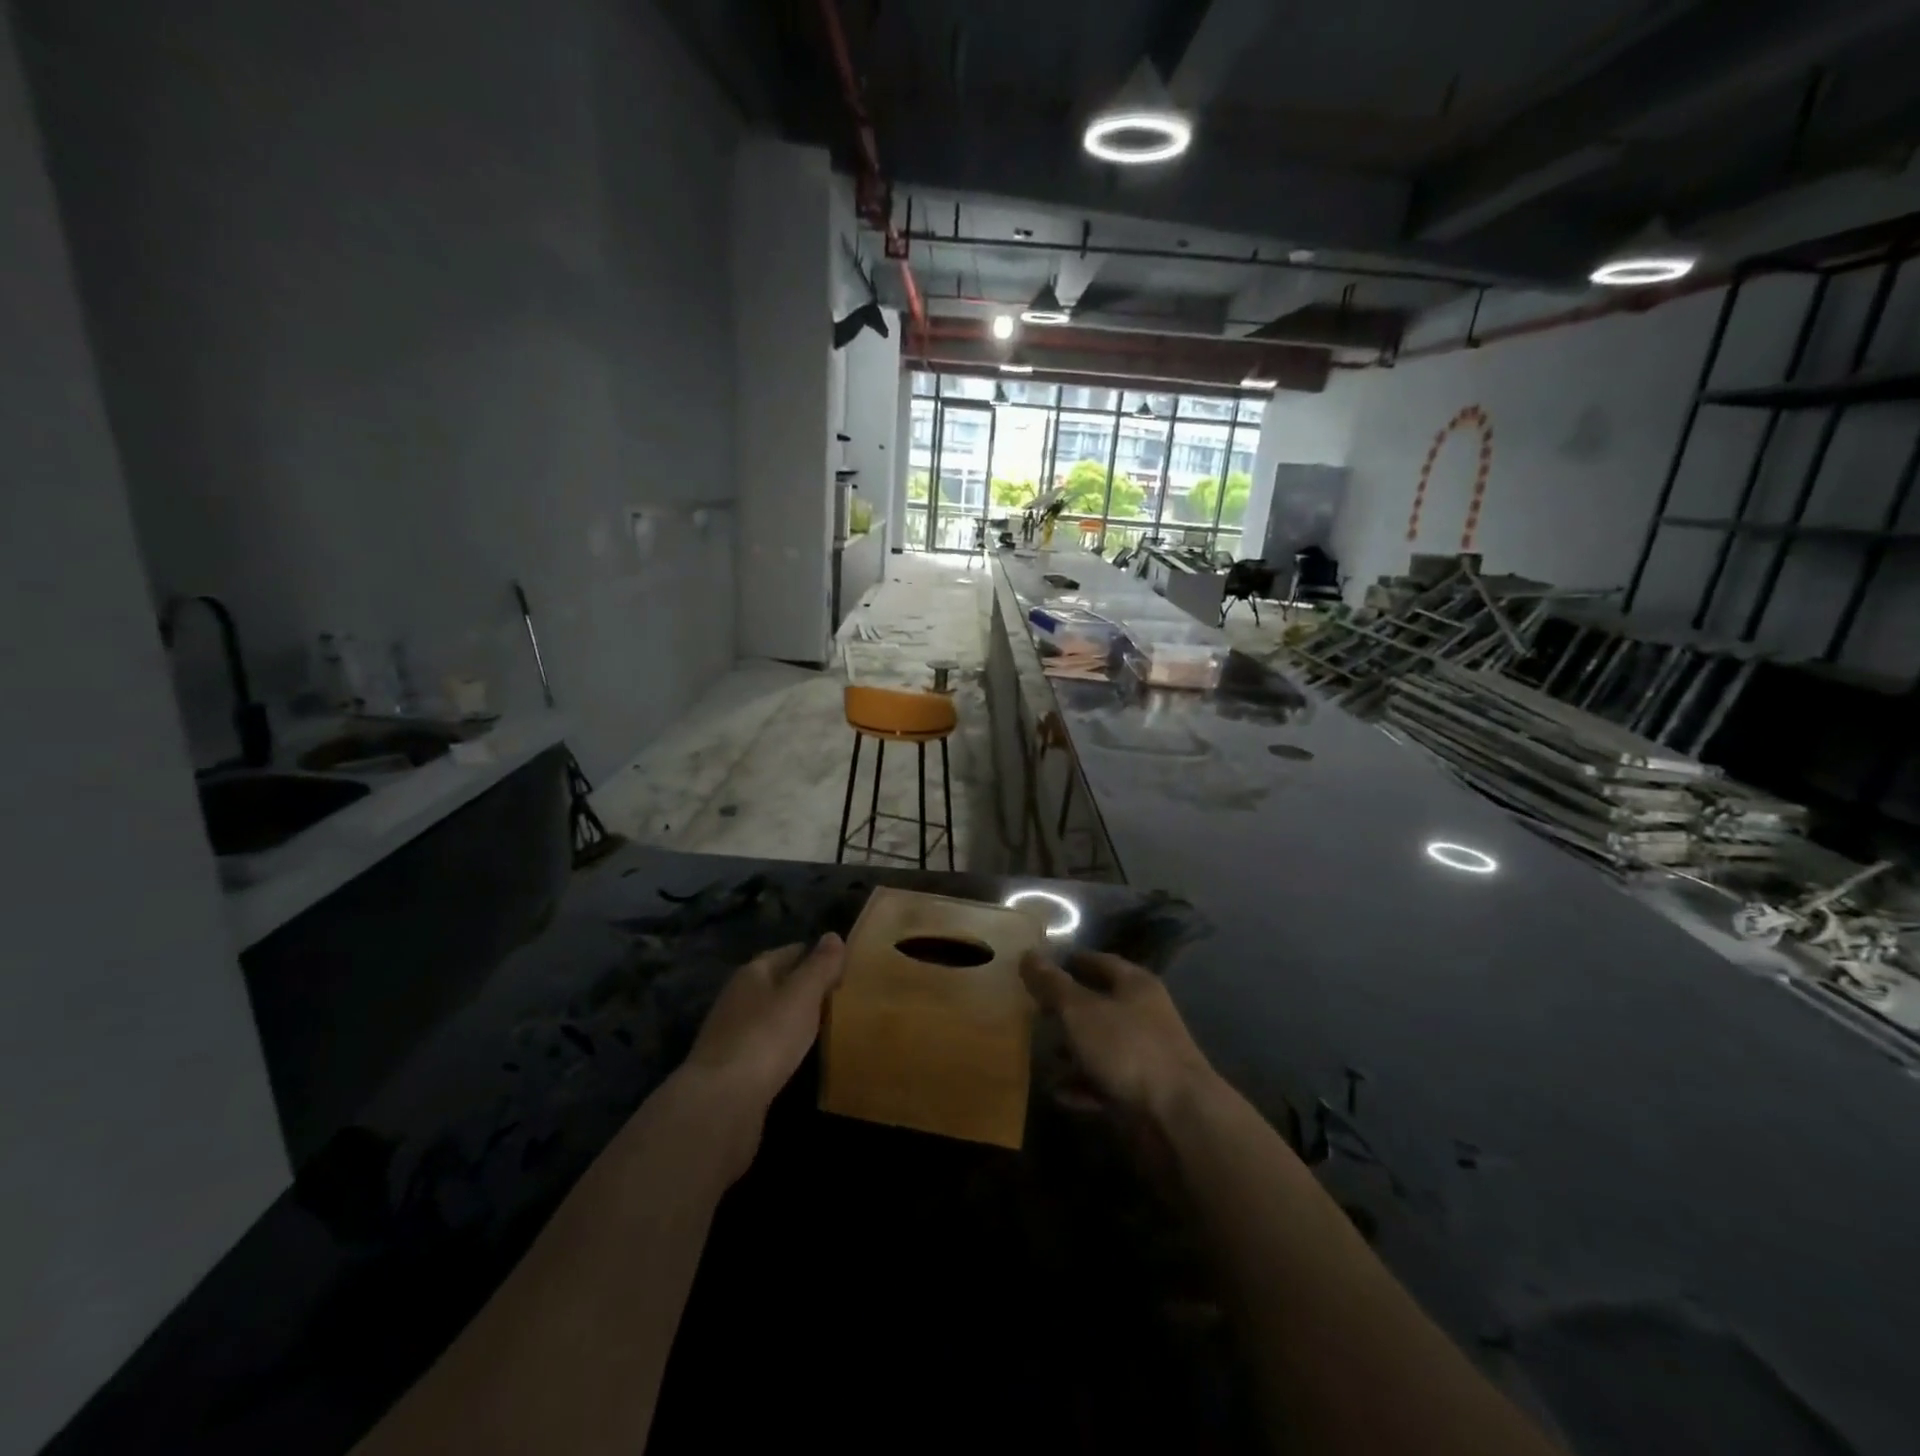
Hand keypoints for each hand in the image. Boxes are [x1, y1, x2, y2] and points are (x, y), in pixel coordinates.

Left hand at [683, 934, 845, 1117]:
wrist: (721, 1101)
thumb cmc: (766, 1036)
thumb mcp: (802, 995)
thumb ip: (820, 966)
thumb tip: (833, 935)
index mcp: (753, 972)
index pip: (790, 952)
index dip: (816, 956)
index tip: (842, 966)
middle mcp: (737, 996)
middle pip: (776, 982)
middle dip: (803, 986)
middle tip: (838, 996)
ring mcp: (730, 1033)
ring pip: (769, 1014)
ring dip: (791, 1017)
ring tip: (822, 1025)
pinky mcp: (730, 1067)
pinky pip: (763, 1044)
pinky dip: (781, 1044)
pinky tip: (796, 1055)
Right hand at [1020, 950, 1215, 1124]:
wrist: (1177, 1117)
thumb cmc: (1127, 1049)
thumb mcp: (1080, 1011)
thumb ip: (1052, 985)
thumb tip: (1027, 954)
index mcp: (1135, 985)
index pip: (1098, 961)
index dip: (1070, 961)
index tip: (1039, 966)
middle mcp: (1143, 1014)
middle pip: (1099, 1004)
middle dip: (1066, 1009)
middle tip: (1033, 1011)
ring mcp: (1145, 1054)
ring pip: (1101, 1044)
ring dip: (1073, 1051)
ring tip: (1042, 1057)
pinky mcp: (1143, 1091)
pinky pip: (1105, 1081)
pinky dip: (1083, 1085)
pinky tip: (1059, 1093)